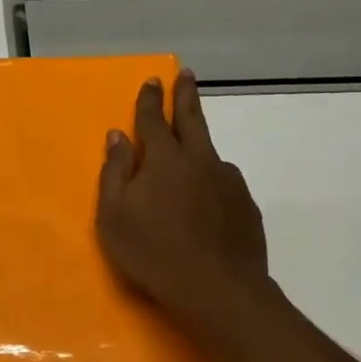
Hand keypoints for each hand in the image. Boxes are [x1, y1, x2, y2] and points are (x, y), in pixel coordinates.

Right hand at [97, 69, 273, 326]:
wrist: (215, 287)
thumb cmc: (152, 252)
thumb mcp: (114, 215)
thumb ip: (114, 173)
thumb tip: (117, 136)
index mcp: (163, 160)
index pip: (153, 120)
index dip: (150, 100)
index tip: (152, 80)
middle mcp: (199, 160)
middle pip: (192, 120)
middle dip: (185, 95)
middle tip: (186, 74)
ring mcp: (228, 181)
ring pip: (210, 154)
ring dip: (200, 146)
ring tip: (192, 157)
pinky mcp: (246, 205)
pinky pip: (224, 184)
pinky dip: (212, 183)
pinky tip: (208, 202)